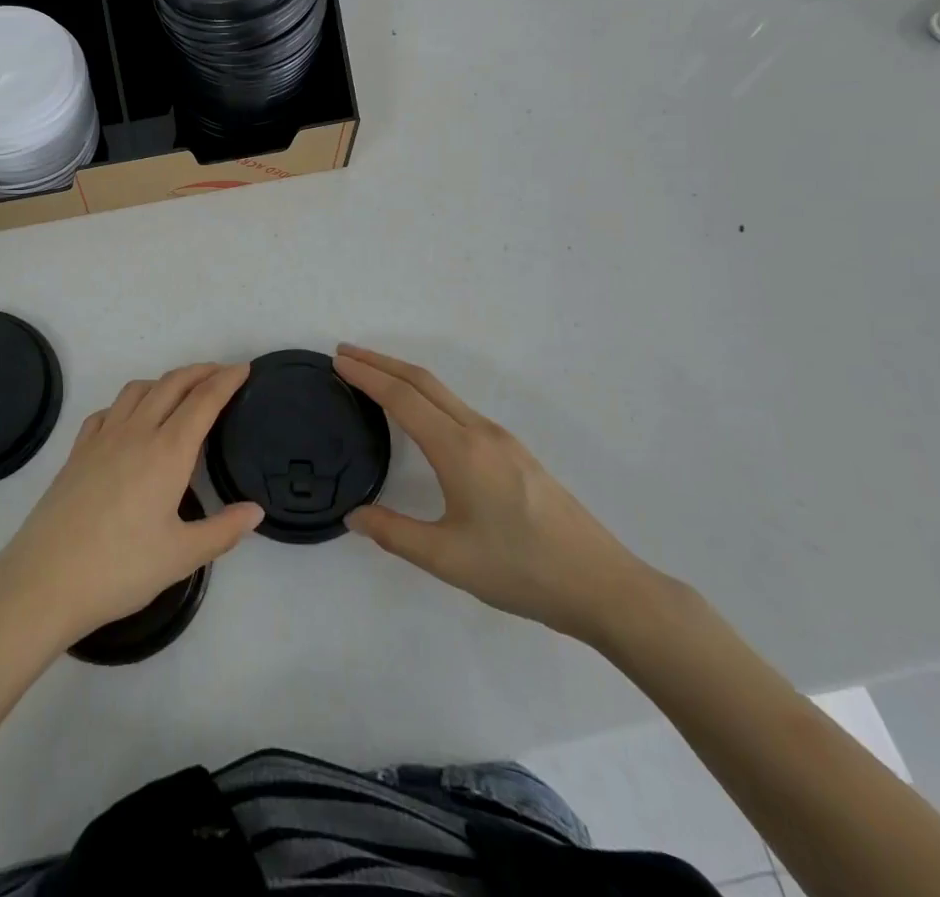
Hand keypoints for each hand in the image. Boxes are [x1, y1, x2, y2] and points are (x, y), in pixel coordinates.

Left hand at [0, 363, 262, 650]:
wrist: (45, 580)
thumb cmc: (120, 569)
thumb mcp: (181, 556)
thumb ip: (223, 530)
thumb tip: (256, 511)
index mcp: (167, 451)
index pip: (203, 401)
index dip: (226, 380)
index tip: (243, 368)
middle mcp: (136, 432)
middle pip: (171, 384)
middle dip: (200, 371)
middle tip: (221, 372)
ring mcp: (102, 438)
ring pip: (137, 390)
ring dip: (164, 381)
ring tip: (180, 391)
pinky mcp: (77, 451)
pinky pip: (107, 411)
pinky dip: (128, 403)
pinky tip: (130, 420)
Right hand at [336, 344, 658, 646]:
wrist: (602, 585)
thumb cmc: (521, 570)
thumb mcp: (448, 559)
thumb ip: (394, 533)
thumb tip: (353, 515)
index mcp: (459, 450)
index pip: (403, 398)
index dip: (367, 375)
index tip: (337, 360)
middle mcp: (479, 432)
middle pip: (423, 381)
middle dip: (381, 362)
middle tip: (345, 353)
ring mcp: (501, 439)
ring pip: (443, 392)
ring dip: (404, 376)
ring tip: (373, 376)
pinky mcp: (514, 452)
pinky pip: (459, 407)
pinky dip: (426, 395)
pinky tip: (420, 414)